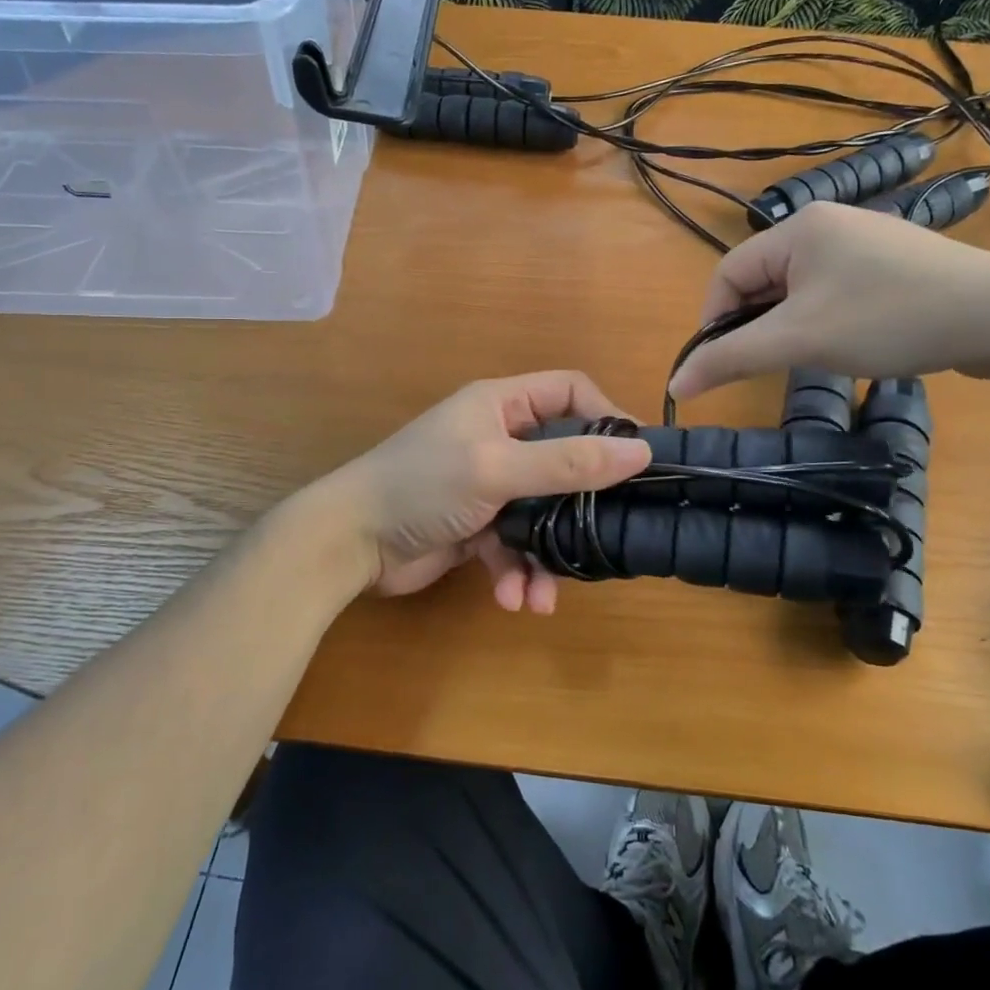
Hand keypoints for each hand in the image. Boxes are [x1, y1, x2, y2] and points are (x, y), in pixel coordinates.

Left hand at [321, 373, 650, 612]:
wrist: (349, 543)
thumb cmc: (422, 486)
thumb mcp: (497, 468)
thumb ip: (568, 462)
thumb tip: (641, 452)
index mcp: (501, 405)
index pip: (570, 392)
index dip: (606, 416)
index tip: (637, 457)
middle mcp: (498, 438)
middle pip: (563, 459)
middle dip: (580, 504)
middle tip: (609, 533)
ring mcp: (488, 484)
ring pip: (542, 512)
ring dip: (548, 554)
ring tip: (545, 593)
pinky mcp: (476, 527)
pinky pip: (514, 545)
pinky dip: (517, 571)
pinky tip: (512, 598)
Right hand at [668, 202, 989, 399]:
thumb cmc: (888, 319)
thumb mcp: (799, 340)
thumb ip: (730, 358)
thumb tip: (675, 384)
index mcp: (798, 227)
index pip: (728, 272)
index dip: (715, 319)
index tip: (723, 363)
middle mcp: (827, 223)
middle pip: (763, 278)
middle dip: (757, 323)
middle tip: (773, 362)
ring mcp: (863, 242)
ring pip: (798, 288)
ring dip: (790, 325)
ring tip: (812, 355)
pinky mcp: (890, 264)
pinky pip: (833, 290)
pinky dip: (824, 319)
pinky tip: (848, 342)